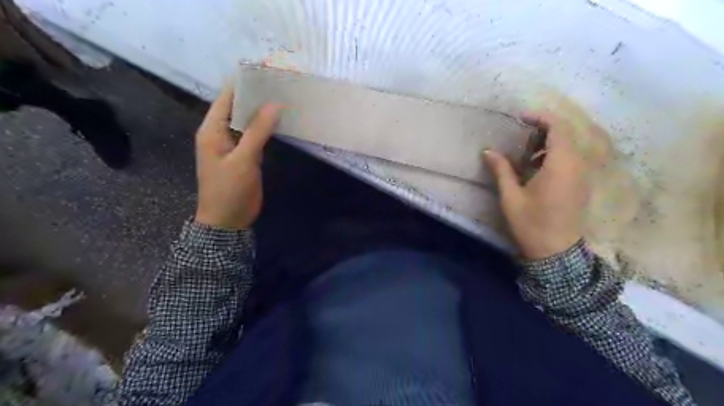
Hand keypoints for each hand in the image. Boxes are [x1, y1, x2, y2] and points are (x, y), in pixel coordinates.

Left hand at [195, 87, 279, 228]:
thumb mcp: (243, 159)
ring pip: (248, 122)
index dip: (243, 84)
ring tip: (285, 97)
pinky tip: (281, 121)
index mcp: (212, 130)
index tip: (266, 71)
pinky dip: (266, 128)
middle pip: (238, 107)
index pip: (226, 98)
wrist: (227, 221)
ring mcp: (234, 145)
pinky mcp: (245, 156)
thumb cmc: (229, 190)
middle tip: (281, 83)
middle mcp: (221, 133)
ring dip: (263, 112)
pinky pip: (255, 136)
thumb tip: (275, 104)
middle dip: (257, 96)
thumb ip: (258, 131)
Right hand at [482, 110, 590, 258]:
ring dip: (548, 143)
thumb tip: (488, 152)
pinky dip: (554, 155)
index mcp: (560, 165)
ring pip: (570, 147)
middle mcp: (577, 166)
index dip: (541, 117)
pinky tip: (536, 169)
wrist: (556, 253)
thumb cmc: (531, 224)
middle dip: (543, 129)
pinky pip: (571, 160)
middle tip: (520, 135)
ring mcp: (582, 176)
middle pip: (566, 134)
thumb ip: (501, 170)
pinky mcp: (581, 185)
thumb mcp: (511, 197)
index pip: (558, 128)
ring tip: (525, 153)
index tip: (520, 117)